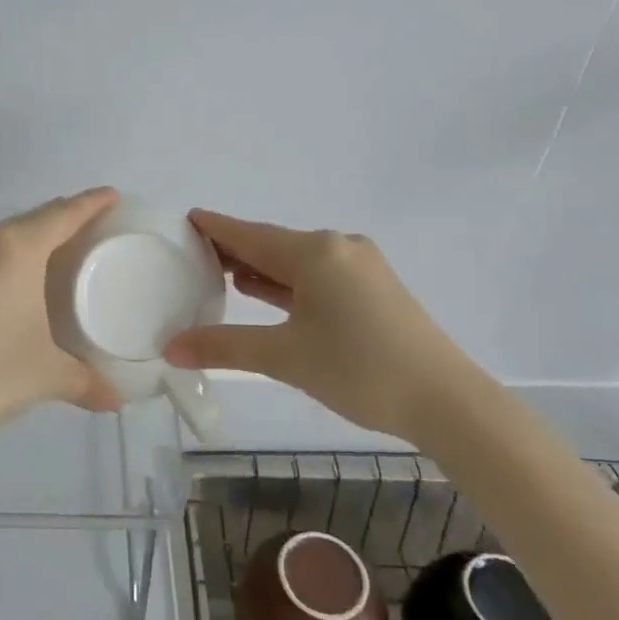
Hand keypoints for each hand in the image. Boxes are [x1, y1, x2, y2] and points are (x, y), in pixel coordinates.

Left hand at [0, 188, 123, 451]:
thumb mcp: (47, 376)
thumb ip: (88, 382)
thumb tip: (117, 400)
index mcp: (14, 249)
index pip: (62, 213)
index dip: (92, 203)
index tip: (114, 196)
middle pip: (34, 219)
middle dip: (66, 221)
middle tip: (96, 235)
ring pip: (6, 235)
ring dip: (35, 240)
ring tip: (62, 259)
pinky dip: (8, 258)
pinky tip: (19, 283)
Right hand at [164, 209, 478, 437]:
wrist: (446, 400)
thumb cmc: (360, 369)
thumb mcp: (285, 357)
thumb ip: (225, 347)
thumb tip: (171, 348)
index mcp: (315, 252)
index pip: (249, 234)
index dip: (215, 228)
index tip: (185, 219)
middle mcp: (338, 248)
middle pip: (272, 244)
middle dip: (233, 250)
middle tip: (191, 256)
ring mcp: (360, 267)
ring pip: (296, 261)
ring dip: (260, 268)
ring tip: (220, 274)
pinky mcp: (374, 289)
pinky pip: (317, 276)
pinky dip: (288, 283)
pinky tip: (266, 291)